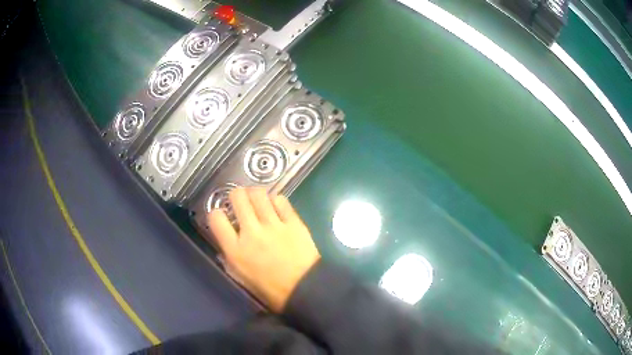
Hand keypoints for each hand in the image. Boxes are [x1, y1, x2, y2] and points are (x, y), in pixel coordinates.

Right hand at [207, 187, 320, 312]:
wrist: (305, 290)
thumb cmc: (271, 290)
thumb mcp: (242, 277)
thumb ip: (231, 256)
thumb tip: (228, 238)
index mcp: (236, 250)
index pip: (216, 218)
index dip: (216, 214)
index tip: (222, 216)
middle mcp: (252, 232)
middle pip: (237, 197)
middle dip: (236, 196)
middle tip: (241, 202)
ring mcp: (274, 225)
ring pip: (258, 194)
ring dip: (254, 194)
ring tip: (257, 200)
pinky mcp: (293, 222)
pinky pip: (281, 200)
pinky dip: (275, 201)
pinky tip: (276, 207)